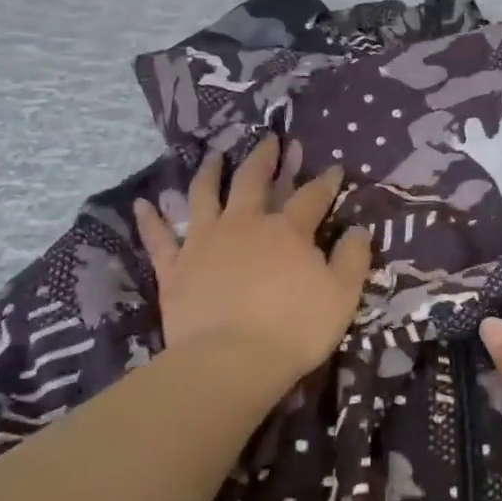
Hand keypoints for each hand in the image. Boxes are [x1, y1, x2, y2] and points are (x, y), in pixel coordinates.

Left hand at [134, 136, 371, 388]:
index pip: (311, 197)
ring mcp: (204, 243)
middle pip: (253, 181)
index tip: (334, 168)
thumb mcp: (342, 295)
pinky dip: (150, 219)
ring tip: (213, 155)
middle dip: (264, 158)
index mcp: (287, 231)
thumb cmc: (295, 329)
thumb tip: (359, 229)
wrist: (231, 360)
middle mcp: (244, 224)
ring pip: (204, 196)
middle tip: (269, 140)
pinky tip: (143, 203)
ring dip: (209, 172)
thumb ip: (353, 258)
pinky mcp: (175, 268)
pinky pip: (158, 237)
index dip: (325, 182)